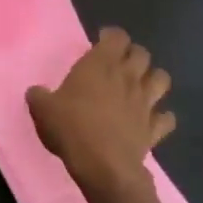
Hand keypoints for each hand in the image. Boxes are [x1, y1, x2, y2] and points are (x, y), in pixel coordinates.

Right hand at [26, 27, 174, 194]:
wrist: (103, 166)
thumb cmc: (71, 128)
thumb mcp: (43, 109)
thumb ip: (39, 96)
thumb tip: (36, 92)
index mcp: (100, 65)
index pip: (116, 37)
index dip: (111, 36)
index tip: (101, 41)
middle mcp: (127, 78)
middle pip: (142, 54)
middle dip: (133, 54)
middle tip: (120, 63)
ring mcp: (145, 102)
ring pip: (161, 79)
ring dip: (153, 78)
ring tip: (141, 85)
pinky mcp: (154, 128)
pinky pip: (166, 118)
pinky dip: (162, 116)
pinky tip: (152, 119)